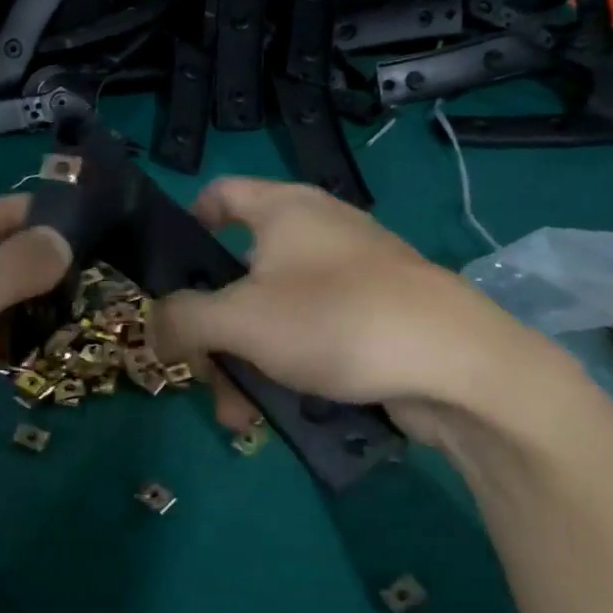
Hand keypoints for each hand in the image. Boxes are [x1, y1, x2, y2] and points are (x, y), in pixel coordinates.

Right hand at [152, 178, 571, 441]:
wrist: (460, 364)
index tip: (171, 273)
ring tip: (241, 419)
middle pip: (239, 271)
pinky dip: (289, 368)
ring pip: (274, 314)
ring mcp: (350, 274)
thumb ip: (182, 320)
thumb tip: (152, 328)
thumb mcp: (240, 320)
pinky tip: (282, 414)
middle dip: (214, 331)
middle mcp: (317, 231)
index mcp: (284, 209)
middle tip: (203, 378)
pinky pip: (313, 334)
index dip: (188, 223)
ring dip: (247, 363)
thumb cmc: (336, 319)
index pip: (219, 193)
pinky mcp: (375, 315)